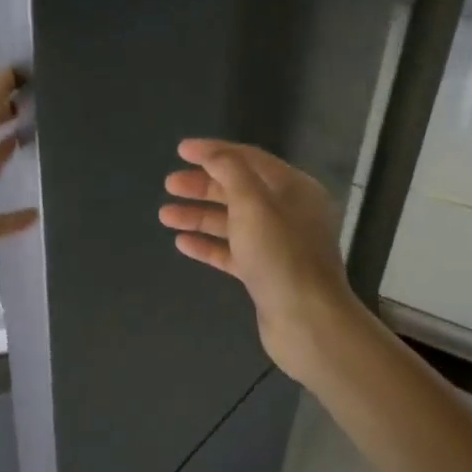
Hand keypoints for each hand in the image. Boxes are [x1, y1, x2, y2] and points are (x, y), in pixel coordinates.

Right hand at [159, 139, 363, 387]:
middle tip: (169, 185)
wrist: (307, 321)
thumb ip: (231, 171)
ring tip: (165, 215)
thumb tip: (212, 154)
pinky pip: (231, 251)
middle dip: (202, 185)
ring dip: (198, 215)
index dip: (214, 152)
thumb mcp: (253, 203)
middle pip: (238, 189)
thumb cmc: (280, 255)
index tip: (181, 150)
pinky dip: (208, 244)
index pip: (249, 159)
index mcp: (294, 189)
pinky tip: (182, 243)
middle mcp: (288, 212)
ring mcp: (277, 245)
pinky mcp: (265, 273)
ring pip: (231, 221)